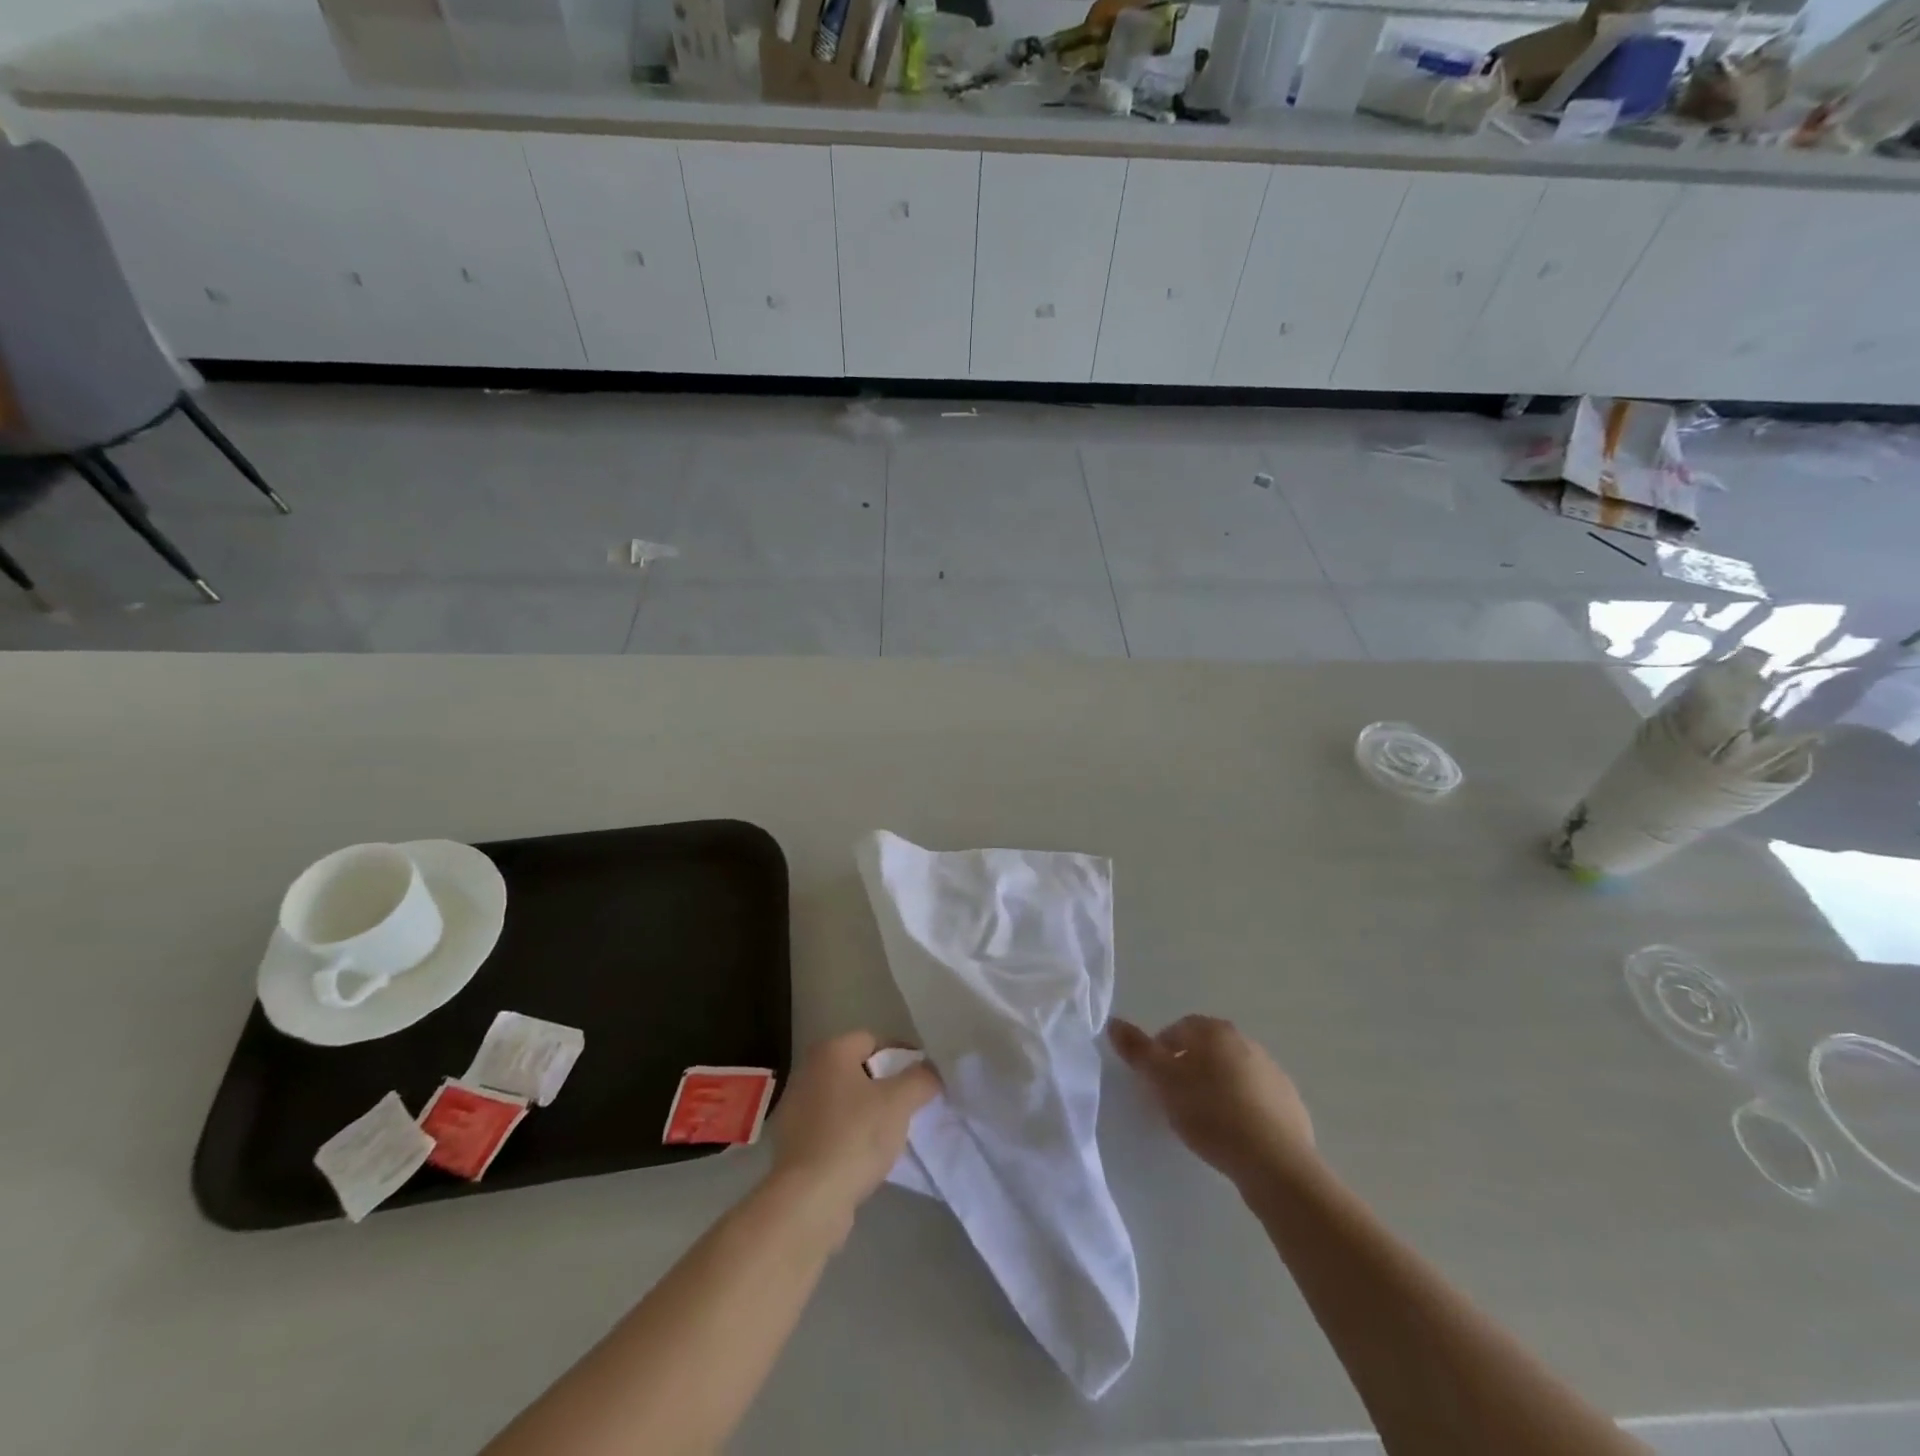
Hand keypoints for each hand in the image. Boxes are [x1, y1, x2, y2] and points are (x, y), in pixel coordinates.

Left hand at [769, 1031, 940, 1222]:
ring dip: (868, 1112)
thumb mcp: (899, 1102)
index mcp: (830, 1051)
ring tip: (892, 1134)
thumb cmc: (854, 1137)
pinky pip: (831, 1128)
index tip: (924, 1079)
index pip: (875, 1040)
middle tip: (911, 1106)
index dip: (903, 1056)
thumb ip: (921, 1078)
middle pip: (859, 1069)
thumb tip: (931, 1070)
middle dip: (887, 1085)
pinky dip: (850, 1135)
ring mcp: (795, 1108)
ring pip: (845, 1100)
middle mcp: (808, 1071)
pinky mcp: (792, 1142)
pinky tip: (866, 1156)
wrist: (807, 1201)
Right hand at [1109, 1014, 1316, 1189]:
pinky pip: (1256, 1100)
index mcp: (1216, 1031)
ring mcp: (1273, 1073)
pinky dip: (1242, 1109)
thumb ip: (1138, 1051)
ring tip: (1203, 1121)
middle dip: (1189, 1067)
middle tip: (1174, 1098)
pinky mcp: (1291, 1105)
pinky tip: (1233, 1136)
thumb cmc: (1210, 1112)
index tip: (1152, 1079)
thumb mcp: (1163, 1081)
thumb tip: (1114, 1022)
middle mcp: (1247, 1043)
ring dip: (1216, 1088)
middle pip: (1208, 1049)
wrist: (1274, 1162)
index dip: (1161, 1050)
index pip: (1179, 1028)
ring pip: (1233, 1074)